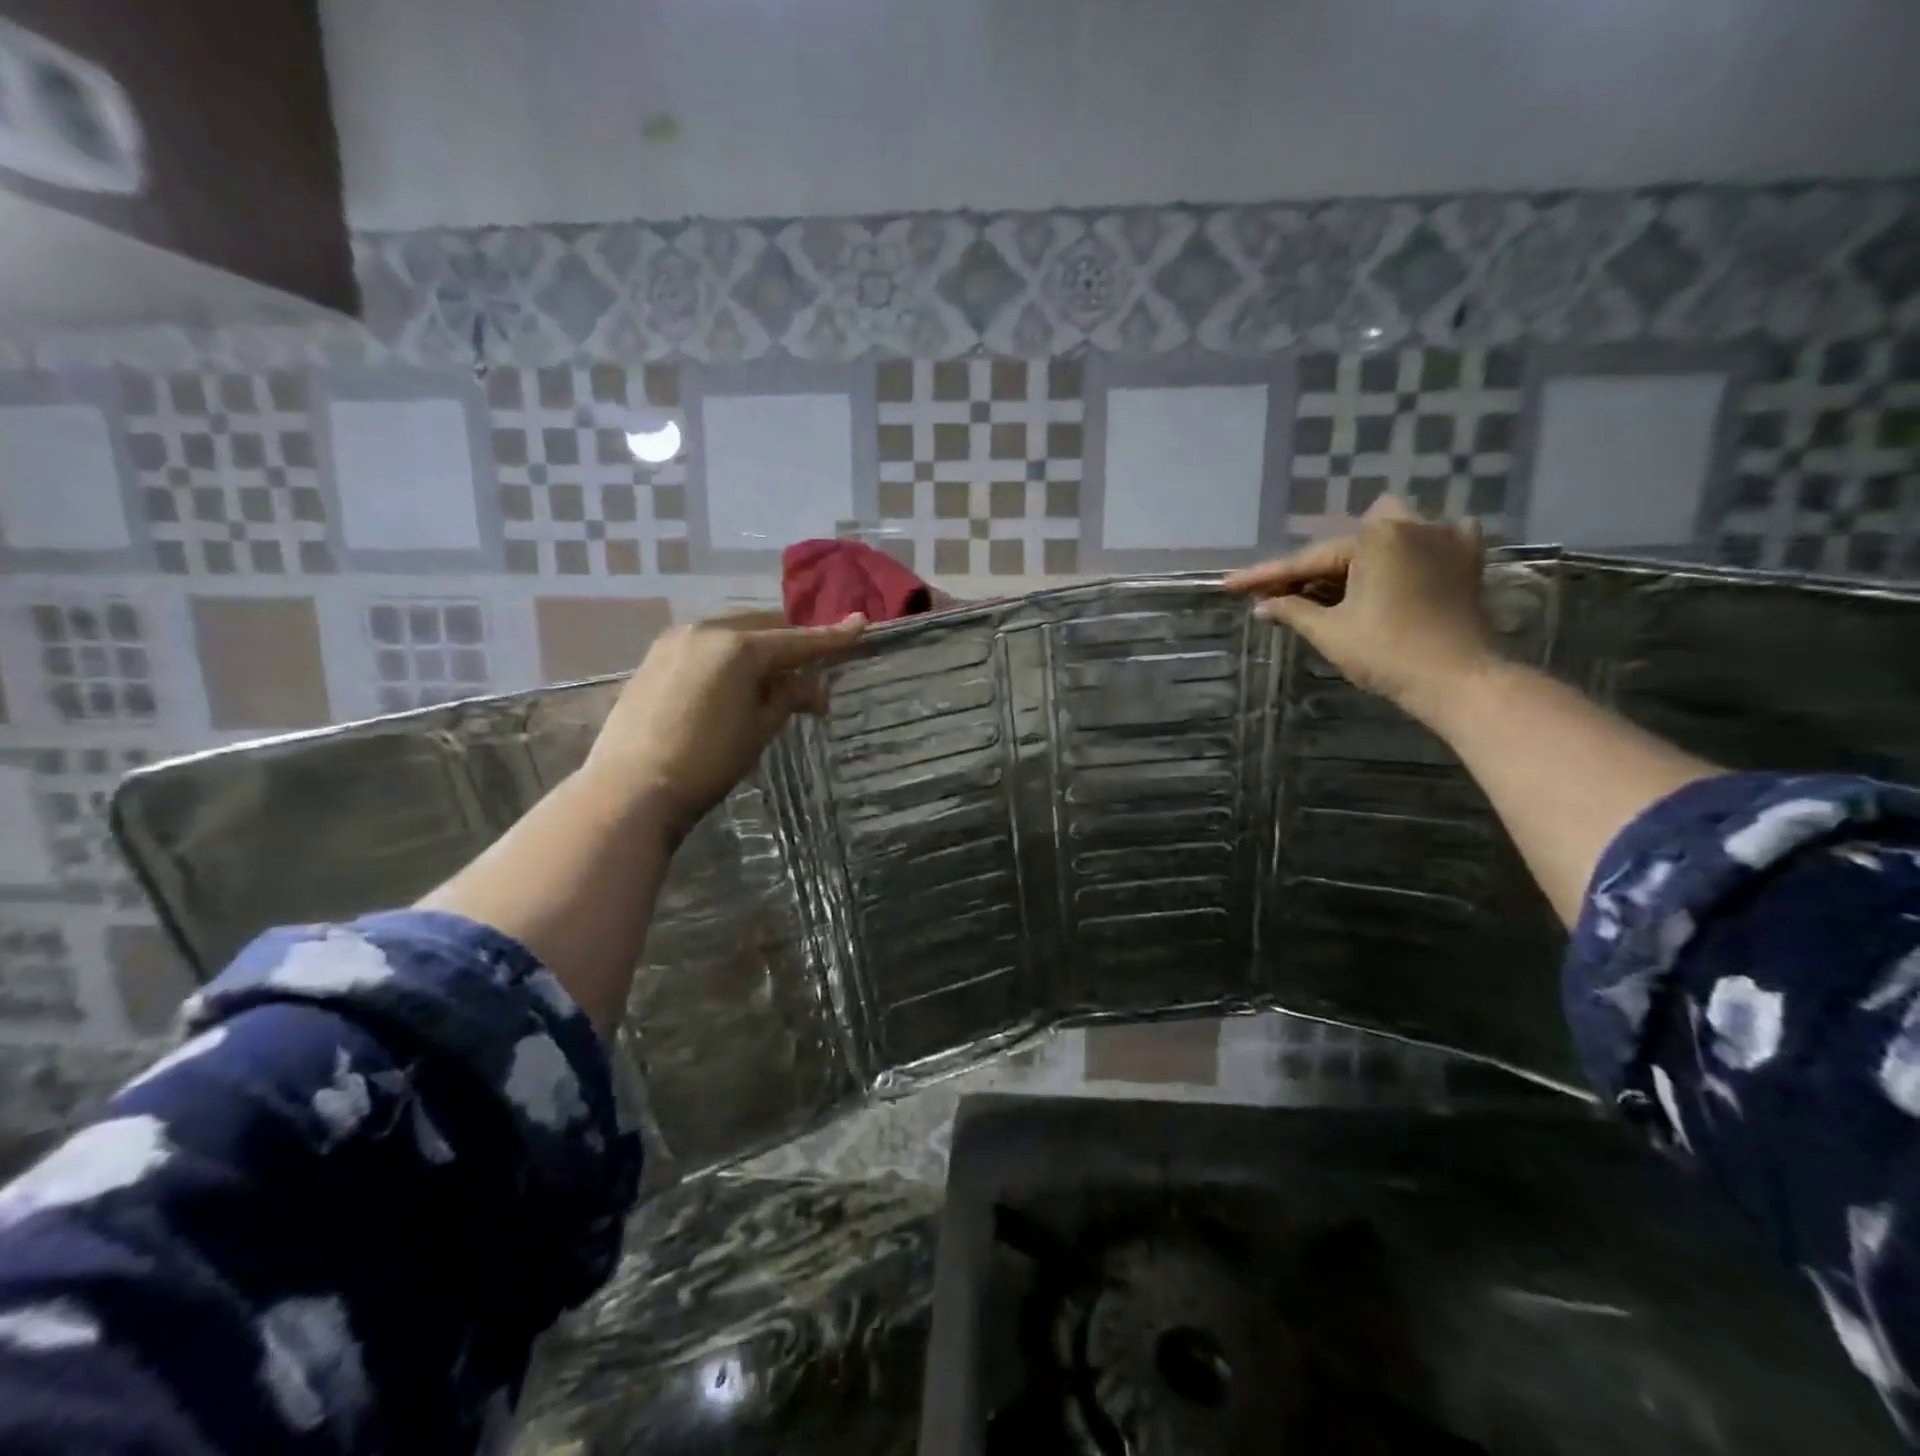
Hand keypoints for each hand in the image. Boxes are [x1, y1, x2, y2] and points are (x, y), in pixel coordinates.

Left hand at [583, 615, 865, 839]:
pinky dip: (730, 656)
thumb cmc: (707, 761)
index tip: (861, 624)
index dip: (833, 637)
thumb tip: (813, 687)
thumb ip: (789, 697)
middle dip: (792, 646)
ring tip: (773, 683)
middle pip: (765, 627)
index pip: (799, 640)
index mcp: (740, 647)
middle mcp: (708, 630)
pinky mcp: (655, 656)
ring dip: (760, 650)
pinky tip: (735, 683)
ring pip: (734, 632)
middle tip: (811, 679)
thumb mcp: (760, 729)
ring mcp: (676, 640)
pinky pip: (707, 645)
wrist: (632, 788)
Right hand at [1223, 497, 1496, 723]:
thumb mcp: (1330, 632)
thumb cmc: (1388, 653)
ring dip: (1353, 562)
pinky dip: (1400, 556)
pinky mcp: (1466, 558)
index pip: (1306, 560)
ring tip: (1327, 592)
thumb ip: (1291, 610)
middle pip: (1344, 547)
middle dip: (1311, 571)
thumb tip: (1261, 605)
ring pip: (1382, 540)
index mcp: (1376, 537)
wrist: (1459, 680)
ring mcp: (1446, 537)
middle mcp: (1412, 524)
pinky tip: (1385, 574)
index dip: (1265, 577)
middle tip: (1279, 597)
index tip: (1229, 586)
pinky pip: (1423, 544)